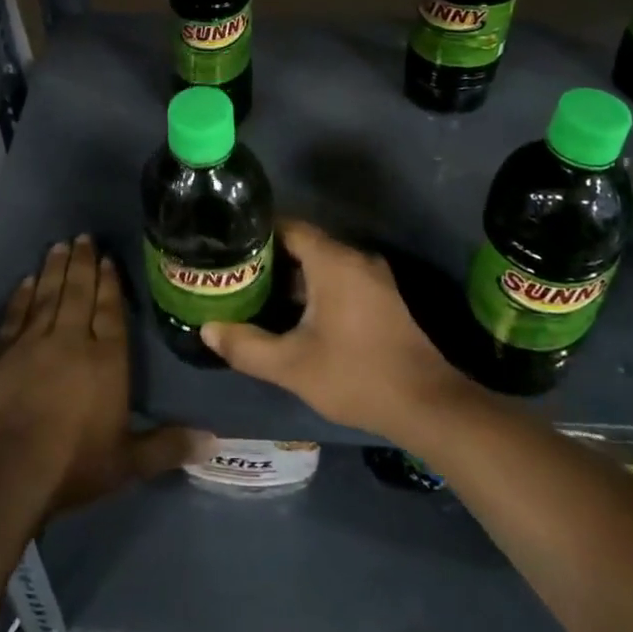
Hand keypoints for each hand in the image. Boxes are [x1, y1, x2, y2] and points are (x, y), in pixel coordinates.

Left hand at [0, 235, 196, 512]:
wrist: (10, 471)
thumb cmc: (75, 464)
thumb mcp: (128, 462)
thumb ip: (168, 446)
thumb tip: (214, 440)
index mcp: (106, 359)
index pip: (110, 311)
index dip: (110, 283)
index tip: (108, 258)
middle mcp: (72, 340)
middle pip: (79, 293)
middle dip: (83, 263)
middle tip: (84, 237)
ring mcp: (34, 343)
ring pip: (48, 296)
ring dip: (55, 269)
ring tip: (60, 245)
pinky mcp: (3, 354)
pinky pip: (16, 315)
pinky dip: (22, 295)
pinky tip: (27, 279)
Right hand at [202, 220, 476, 445]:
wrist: (425, 404)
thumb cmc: (355, 375)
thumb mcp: (291, 365)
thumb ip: (246, 346)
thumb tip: (207, 329)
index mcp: (333, 261)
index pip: (288, 227)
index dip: (256, 233)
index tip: (227, 245)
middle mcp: (354, 258)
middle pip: (303, 243)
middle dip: (268, 257)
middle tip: (233, 272)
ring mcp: (372, 278)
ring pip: (321, 263)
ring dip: (290, 275)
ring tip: (253, 291)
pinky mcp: (380, 297)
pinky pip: (337, 278)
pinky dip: (312, 287)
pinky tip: (289, 312)